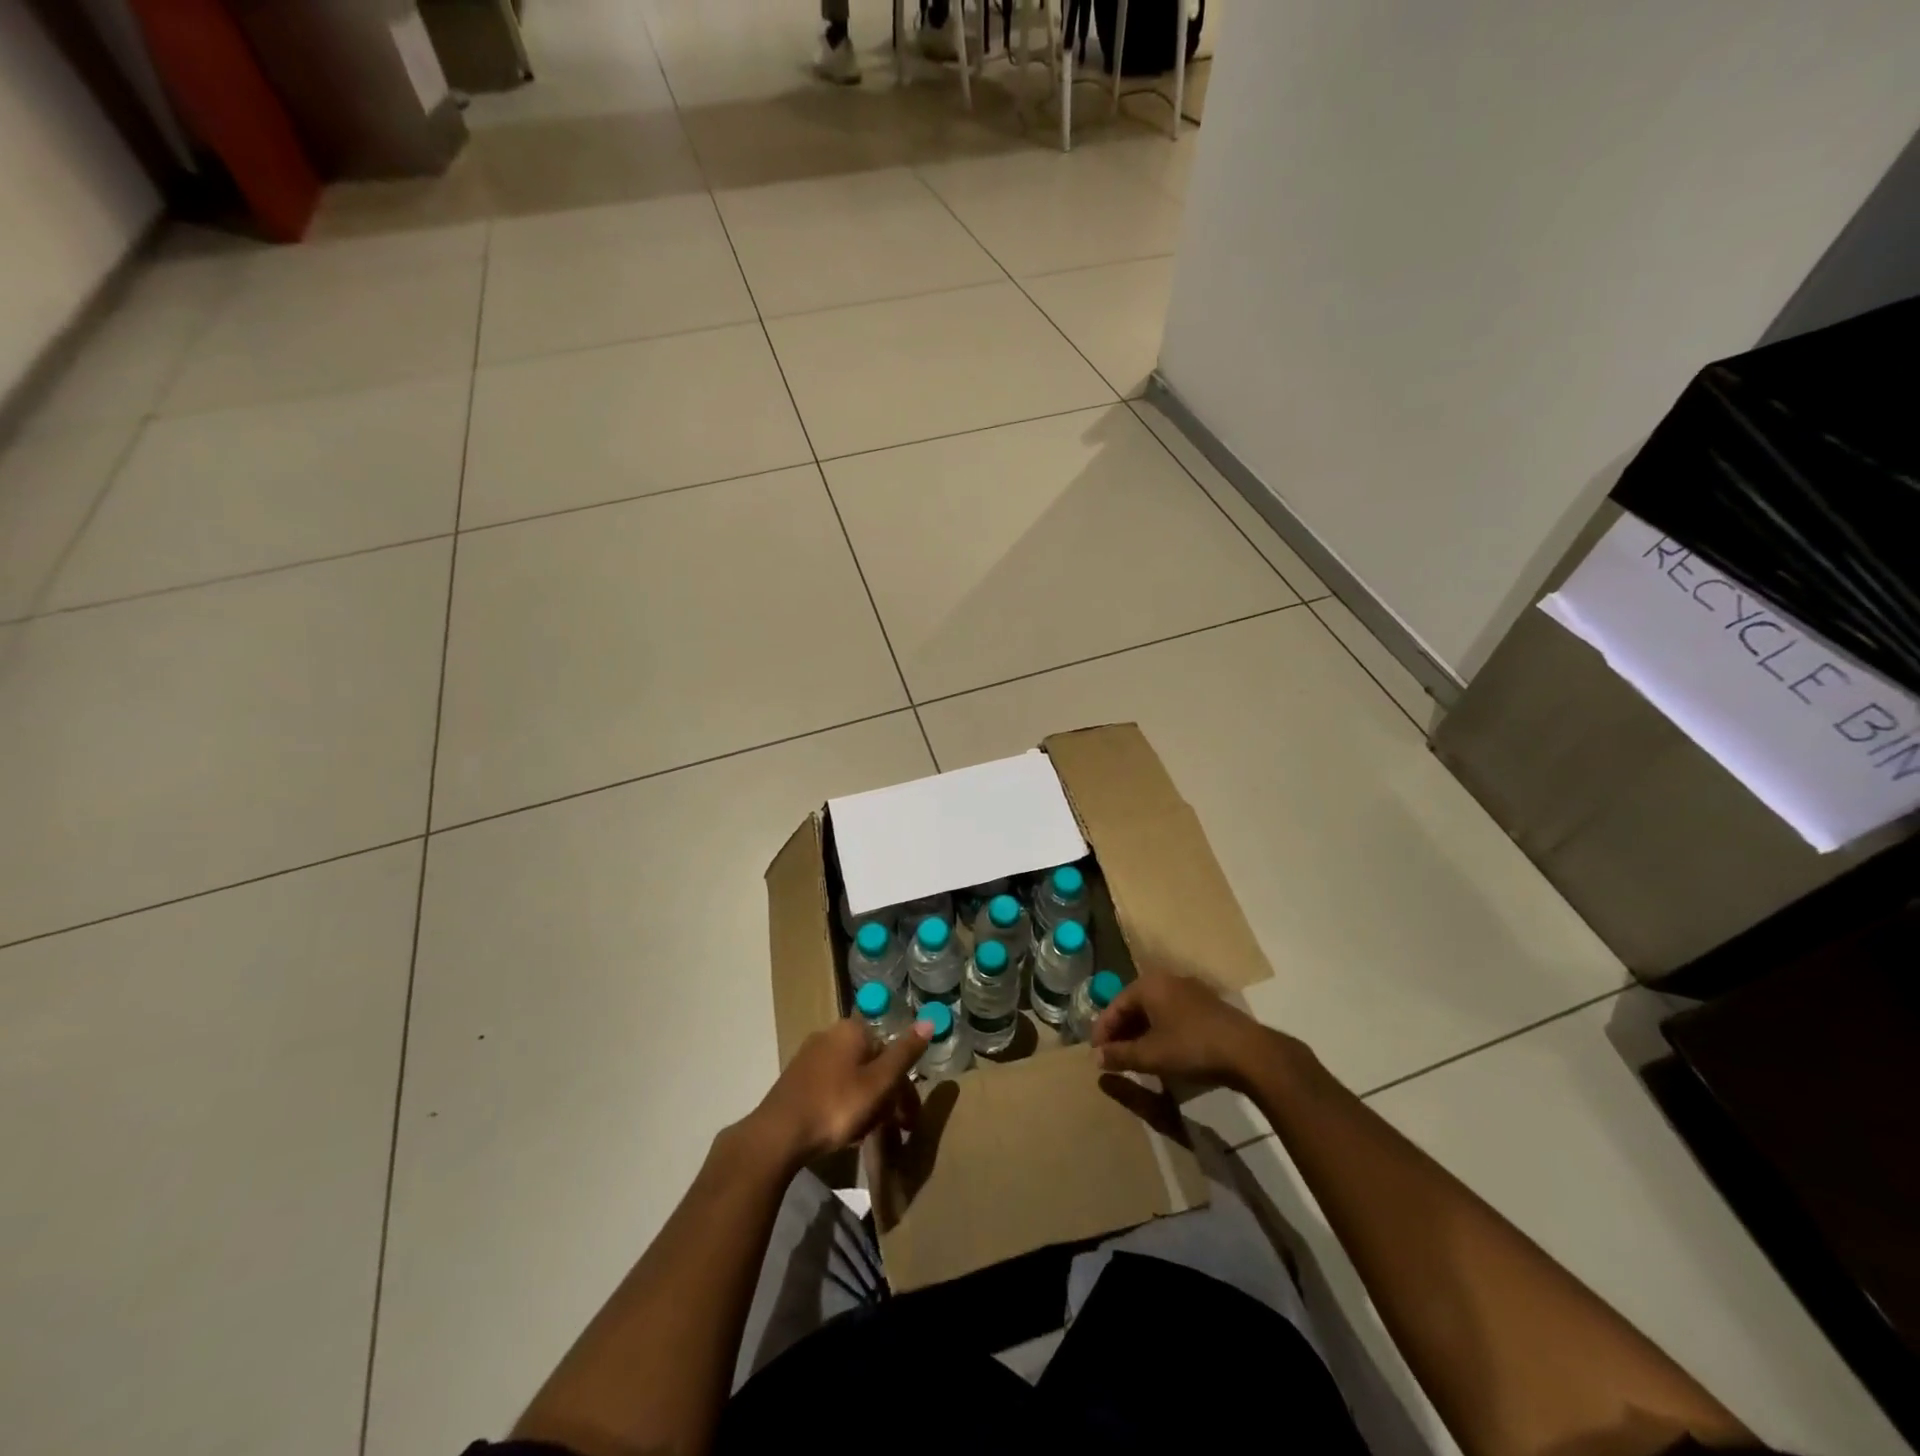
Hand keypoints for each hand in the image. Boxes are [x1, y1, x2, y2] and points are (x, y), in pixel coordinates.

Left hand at [750, 1017, 928, 1165]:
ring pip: (852, 1077)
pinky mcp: (796, 1079)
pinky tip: (843, 1130)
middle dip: (885, 1096)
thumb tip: (930, 1019)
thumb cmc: (836, 1105)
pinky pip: (832, 1087)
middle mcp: (830, 1034)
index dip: (903, 1086)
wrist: (778, 1134)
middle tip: (892, 1128)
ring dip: (866, 1103)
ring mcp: (810, 1056)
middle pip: (871, 1064)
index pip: (889, 1051)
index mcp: (852, 1030)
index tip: (908, 1118)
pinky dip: (844, 1105)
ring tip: (867, 1134)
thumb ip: (904, 1053)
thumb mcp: (879, 1082)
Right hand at [1092, 972, 1271, 1087]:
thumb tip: (1096, 1057)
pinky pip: (1173, 1015)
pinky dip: (1160, 1031)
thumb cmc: (1191, 1047)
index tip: (1095, 1055)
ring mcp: (1190, 991)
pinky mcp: (1207, 1005)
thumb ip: (1120, 1055)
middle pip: (1134, 1005)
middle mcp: (1168, 980)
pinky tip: (1162, 1051)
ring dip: (1140, 1032)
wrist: (1248, 1052)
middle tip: (1112, 1056)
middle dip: (1121, 1031)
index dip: (1102, 1031)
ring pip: (1154, 1010)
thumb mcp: (1150, 1056)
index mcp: (1149, 985)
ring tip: (1134, 1056)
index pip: (1115, 1005)